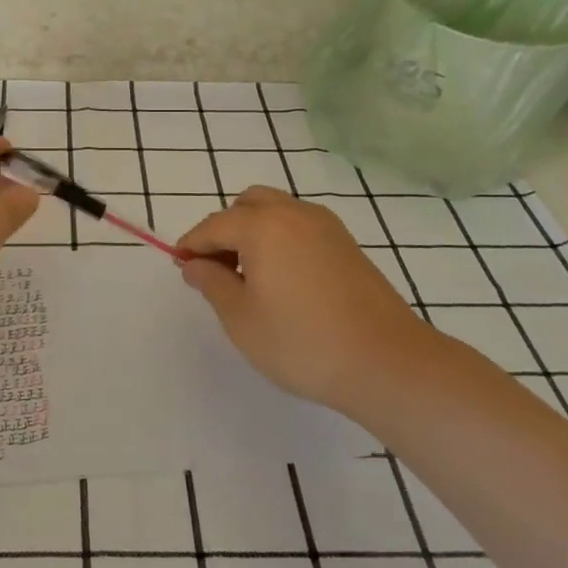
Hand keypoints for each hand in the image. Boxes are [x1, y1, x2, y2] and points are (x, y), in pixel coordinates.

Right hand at [177, 186, 450, 413]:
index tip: (180, 266)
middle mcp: (294, 213)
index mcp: (262, 225)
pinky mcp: (347, 245)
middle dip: (223, 231)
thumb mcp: (241, 318)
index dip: (191, 245)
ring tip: (248, 278)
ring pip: (276, 212)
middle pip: (246, 205)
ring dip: (253, 232)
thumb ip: (211, 284)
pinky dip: (279, 239)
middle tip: (215, 271)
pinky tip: (281, 280)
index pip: (214, 226)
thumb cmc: (302, 342)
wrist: (387, 362)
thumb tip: (194, 264)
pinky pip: (300, 226)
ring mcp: (326, 226)